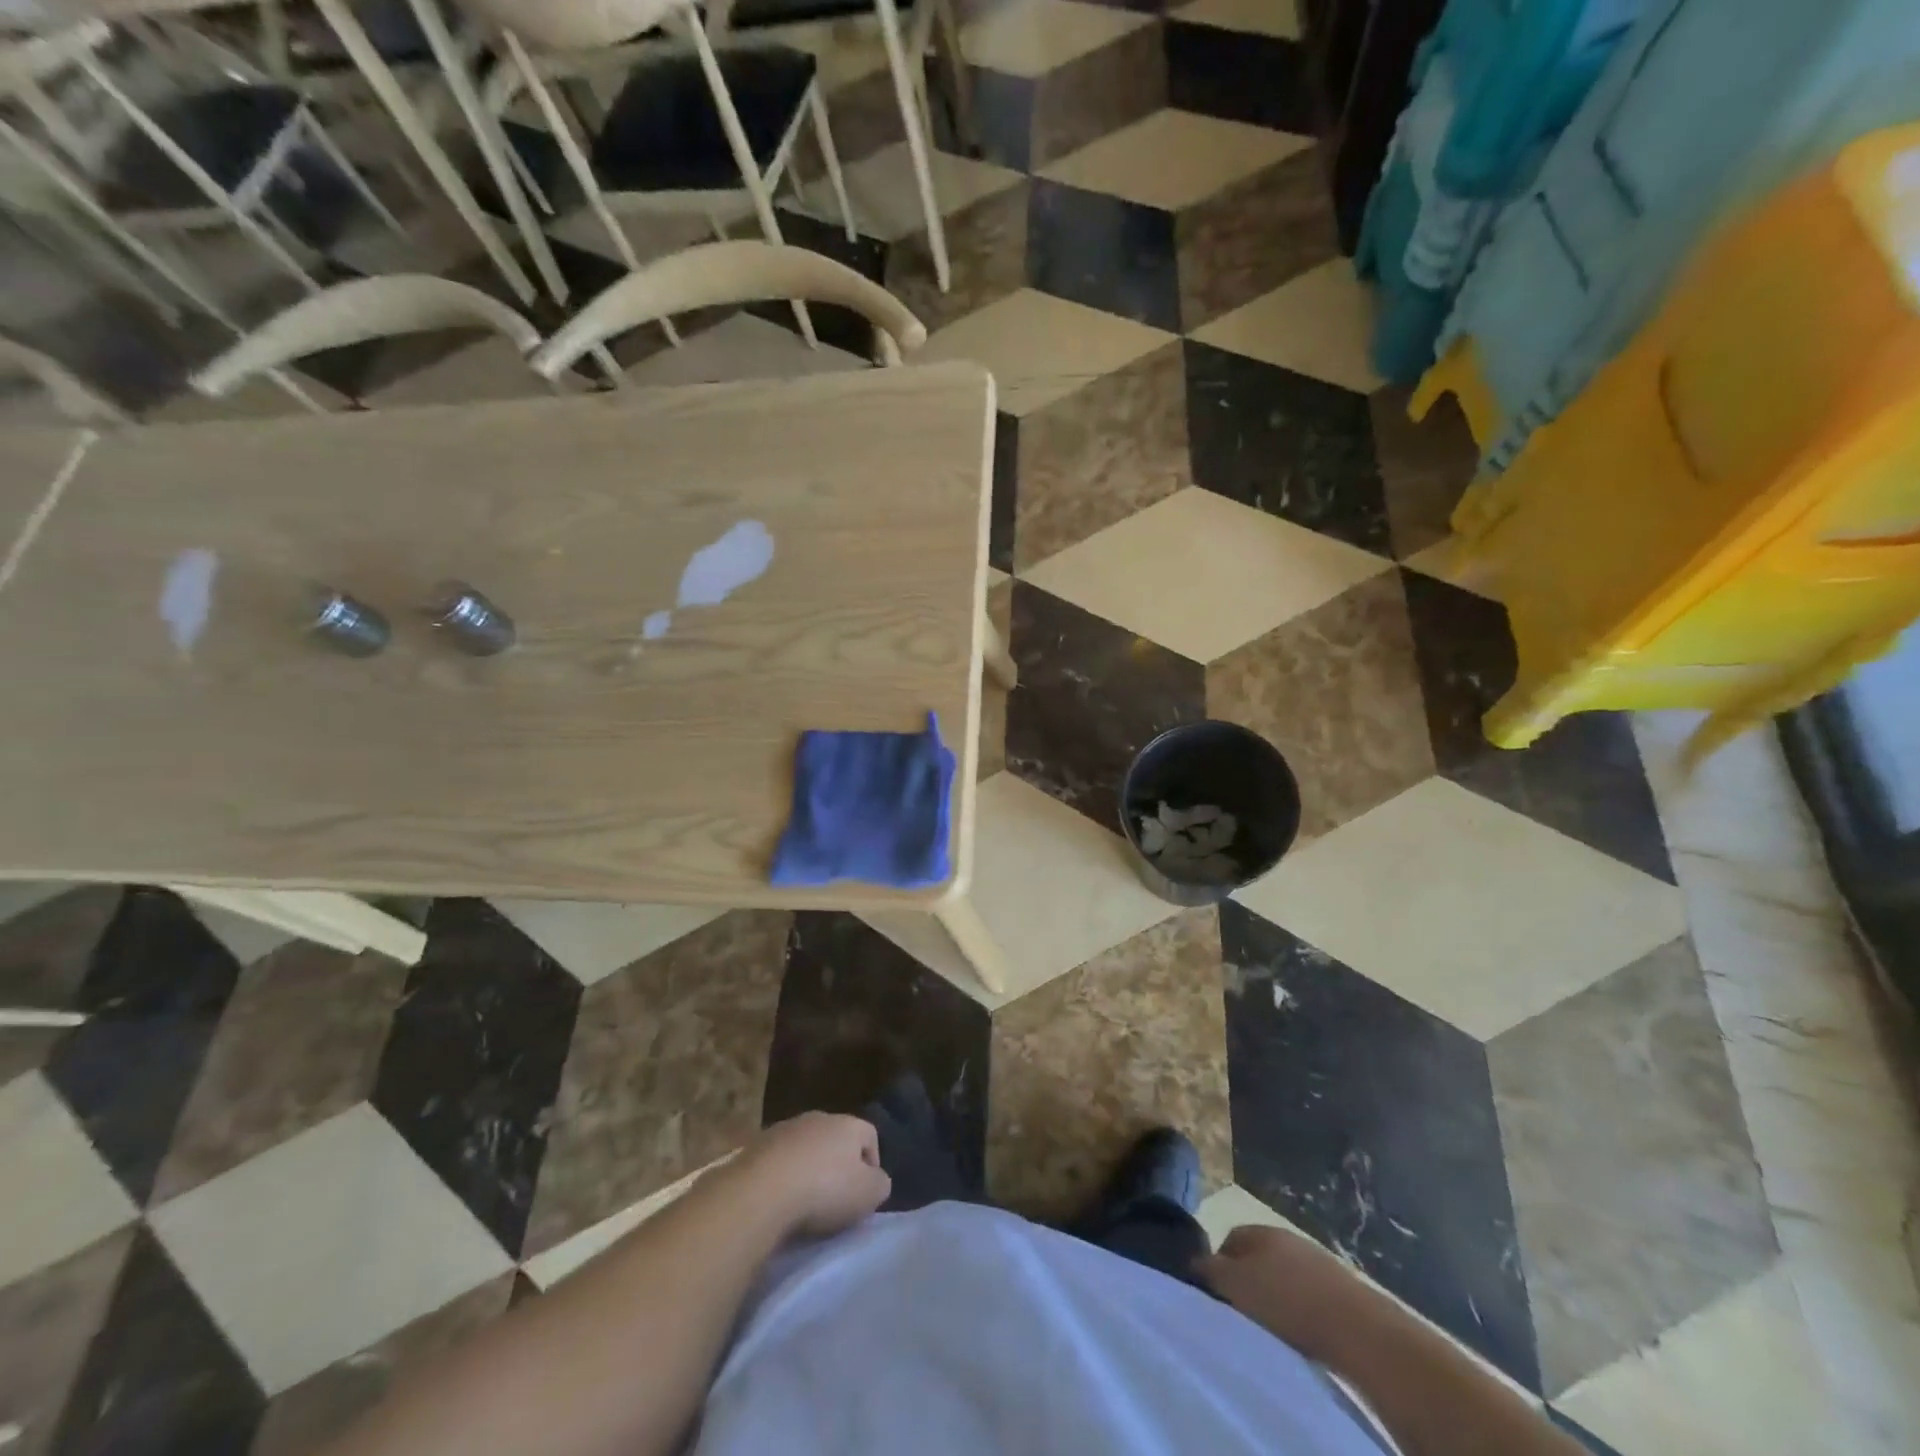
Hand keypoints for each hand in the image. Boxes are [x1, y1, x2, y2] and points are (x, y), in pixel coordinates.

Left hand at [735, 1112, 891, 1239]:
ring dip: (806, 1169)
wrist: (760, 1191)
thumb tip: (876, 1180)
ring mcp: (784, 1129)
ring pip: (804, 1147)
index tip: (865, 1194)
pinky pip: (777, 1161)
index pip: (869, 1135)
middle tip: (835, 1199)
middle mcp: (817, 1118)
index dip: (872, 1164)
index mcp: (848, 1124)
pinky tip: (778, 1201)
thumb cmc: (824, 1190)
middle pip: (835, 1139)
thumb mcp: (868, 1194)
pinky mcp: (755, 1146)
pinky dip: (780, 1177)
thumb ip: (880, 1184)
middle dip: (837, 1165)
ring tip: (803, 1203)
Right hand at [1197, 1225, 1362, 1360]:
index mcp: (1260, 1229)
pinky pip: (1308, 1295)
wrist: (1357, 1328)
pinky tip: (1301, 1333)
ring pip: (1283, 1276)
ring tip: (1273, 1328)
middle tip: (1242, 1314)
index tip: (1218, 1298)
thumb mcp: (1236, 1285)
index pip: (1229, 1240)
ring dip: (1276, 1297)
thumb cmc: (1286, 1302)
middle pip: (1257, 1257)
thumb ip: (1210, 1270)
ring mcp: (1316, 1260)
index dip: (1219, 1267)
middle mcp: (1287, 1236)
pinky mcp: (1340, 1288)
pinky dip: (1301, 1310)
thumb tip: (1193, 1261)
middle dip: (1248, 1282)